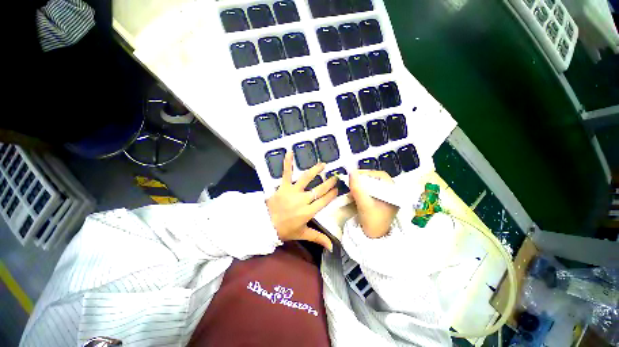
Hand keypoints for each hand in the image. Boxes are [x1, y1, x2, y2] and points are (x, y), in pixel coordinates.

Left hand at [266, 152, 337, 250]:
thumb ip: (318, 238)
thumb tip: (332, 247)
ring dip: (315, 170)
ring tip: (322, 164)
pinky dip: (287, 163)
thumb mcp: (302, 234)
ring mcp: (293, 191)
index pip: (324, 201)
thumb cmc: (285, 230)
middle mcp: (303, 200)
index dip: (332, 194)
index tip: (337, 189)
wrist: (265, 225)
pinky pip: (286, 173)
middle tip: (335, 177)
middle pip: (319, 189)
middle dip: (329, 183)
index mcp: (309, 211)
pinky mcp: (283, 186)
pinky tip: (289, 152)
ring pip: (306, 178)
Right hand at [349, 170, 398, 237]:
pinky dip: (363, 190)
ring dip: (362, 185)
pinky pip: (372, 191)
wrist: (373, 238)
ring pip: (373, 185)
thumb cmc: (372, 221)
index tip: (355, 175)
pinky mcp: (381, 202)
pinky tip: (357, 194)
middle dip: (363, 180)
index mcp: (393, 193)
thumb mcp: (363, 203)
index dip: (367, 173)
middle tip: (352, 181)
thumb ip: (357, 187)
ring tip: (353, 188)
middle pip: (376, 179)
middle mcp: (392, 193)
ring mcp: (386, 197)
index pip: (381, 175)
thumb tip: (351, 171)